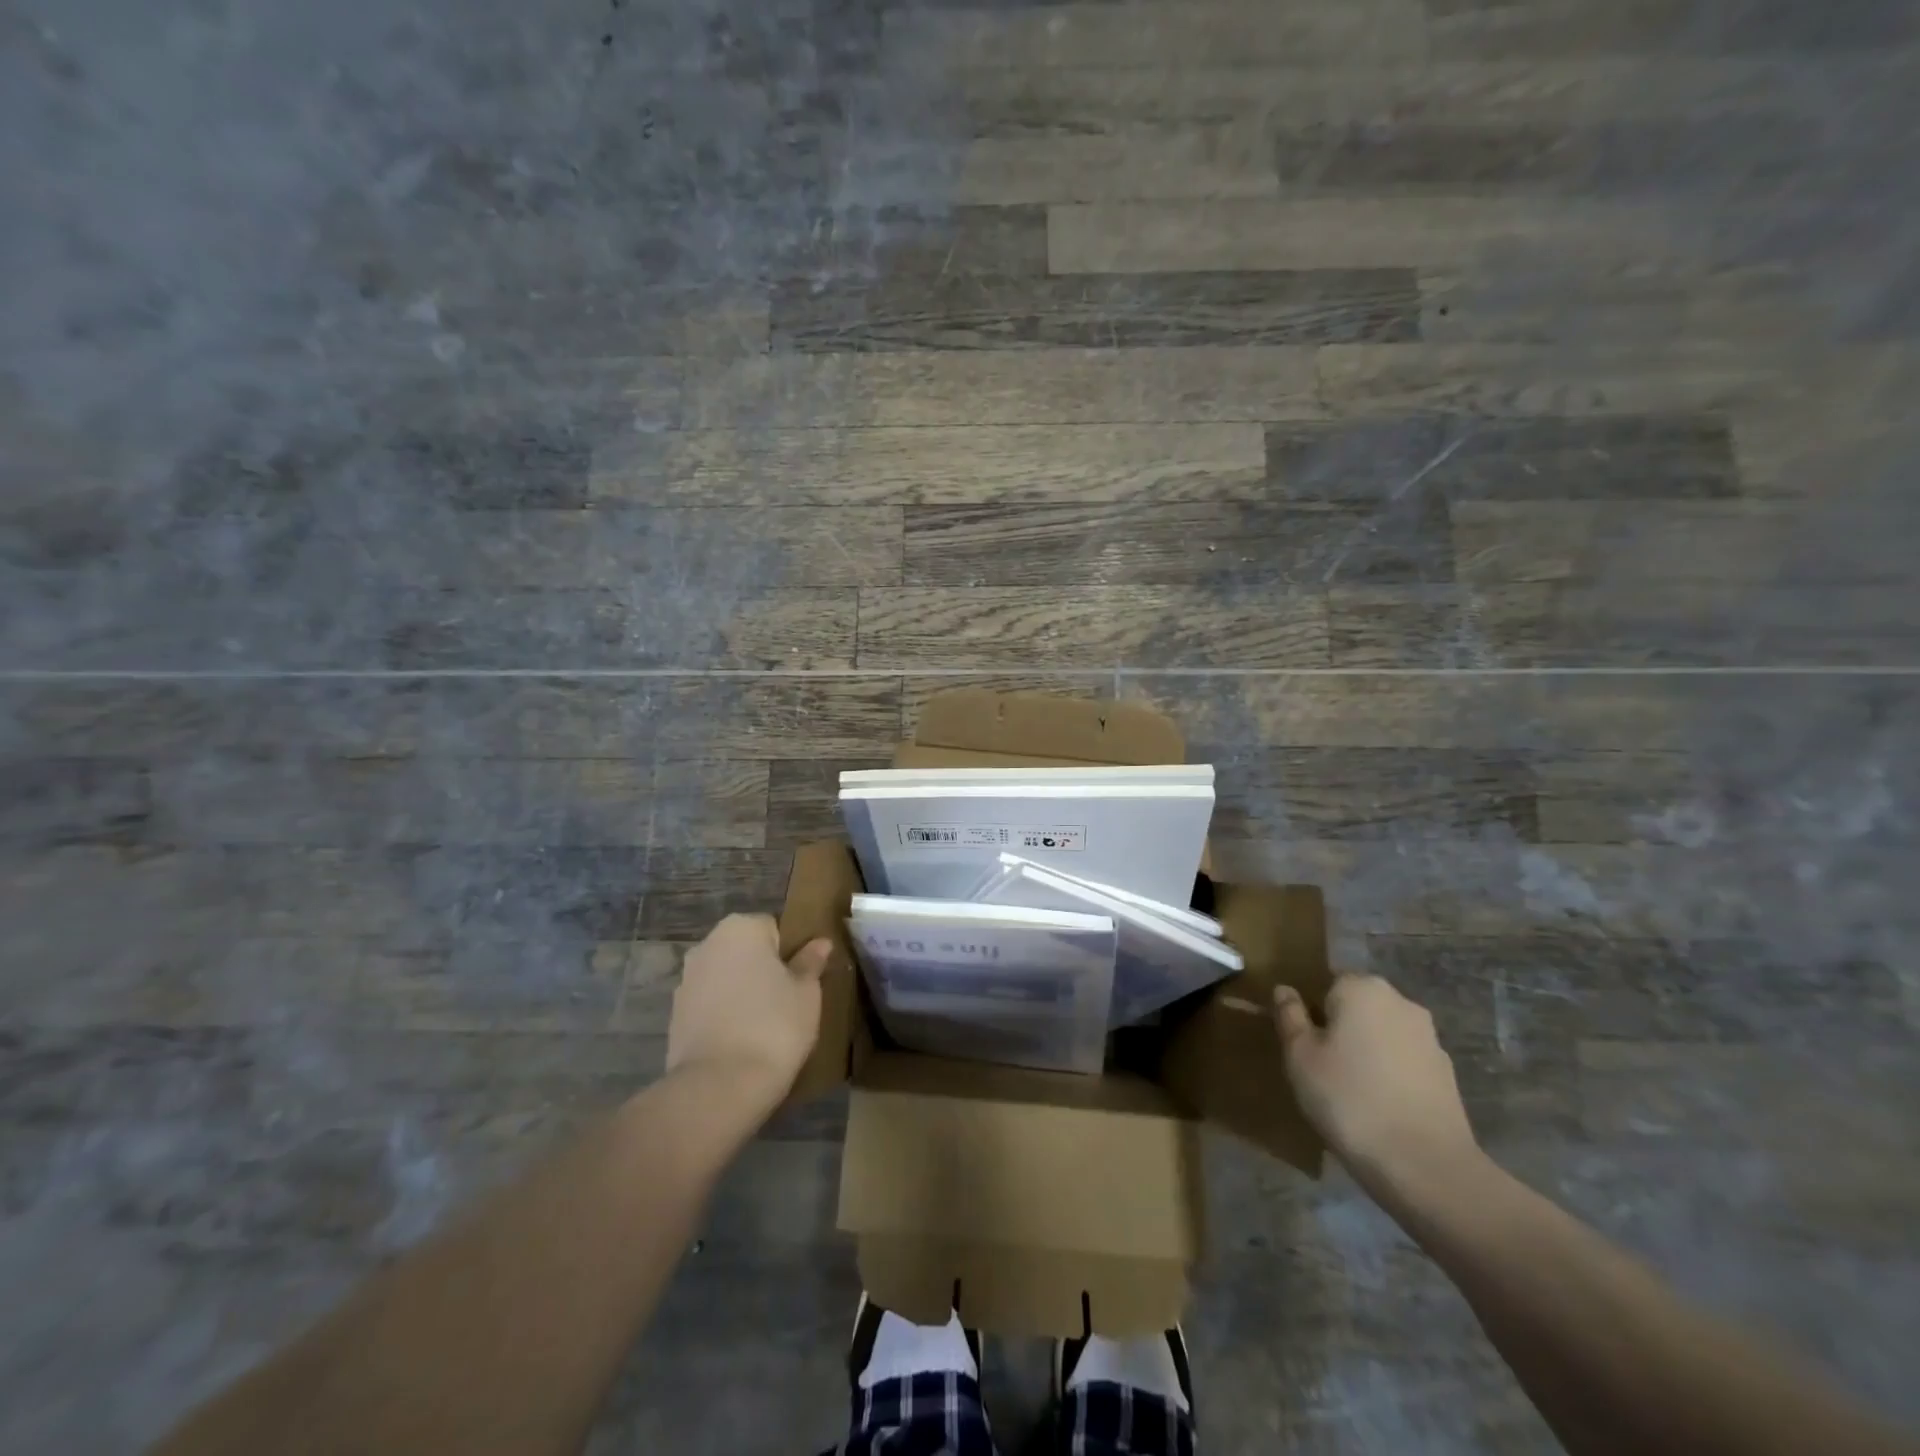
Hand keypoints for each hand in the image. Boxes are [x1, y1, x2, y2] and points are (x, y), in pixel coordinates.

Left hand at [667, 914, 832, 1111]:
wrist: (719, 1087)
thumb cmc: (774, 1026)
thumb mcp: (807, 993)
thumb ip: (810, 963)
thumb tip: (820, 943)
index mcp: (741, 928)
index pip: (773, 927)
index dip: (791, 953)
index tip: (802, 980)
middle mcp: (707, 945)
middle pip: (746, 951)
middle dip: (763, 970)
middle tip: (788, 1002)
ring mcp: (686, 980)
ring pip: (726, 978)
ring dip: (742, 993)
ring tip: (764, 1027)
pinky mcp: (675, 1015)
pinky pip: (710, 1005)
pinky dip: (724, 1016)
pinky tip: (740, 1042)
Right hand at [1273, 975, 1479, 1194]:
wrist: (1425, 1165)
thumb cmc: (1348, 1099)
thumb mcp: (1300, 1056)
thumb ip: (1290, 1016)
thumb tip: (1285, 990)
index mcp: (1362, 988)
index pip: (1328, 982)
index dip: (1312, 1009)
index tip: (1302, 1042)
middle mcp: (1400, 1002)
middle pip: (1358, 1005)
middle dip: (1340, 1027)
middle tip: (1320, 1065)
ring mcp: (1429, 1038)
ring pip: (1383, 1033)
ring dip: (1366, 1050)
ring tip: (1349, 1090)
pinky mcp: (1447, 1073)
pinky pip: (1405, 1061)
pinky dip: (1390, 1074)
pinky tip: (1379, 1106)